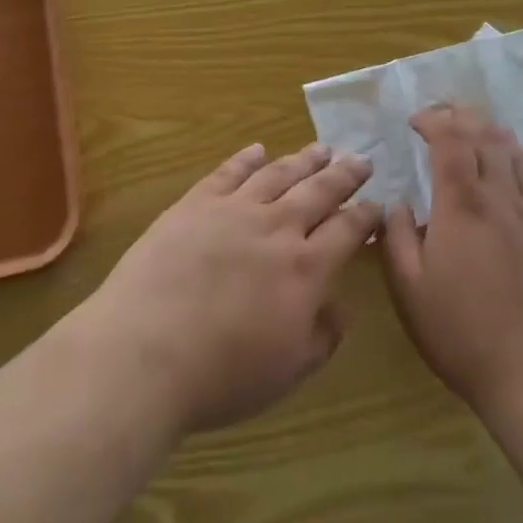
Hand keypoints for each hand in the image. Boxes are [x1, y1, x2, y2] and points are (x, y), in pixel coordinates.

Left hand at [81, 143, 381, 433]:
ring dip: (303, 159)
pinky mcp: (195, 203)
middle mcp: (277, 228)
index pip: (347, 230)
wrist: (146, 350)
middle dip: (344, 175)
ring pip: (278, 174)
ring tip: (321, 148)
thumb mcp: (287, 371)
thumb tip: (340, 308)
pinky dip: (246, 158)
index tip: (377, 204)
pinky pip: (228, 172)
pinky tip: (258, 149)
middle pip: (319, 191)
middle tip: (361, 160)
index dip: (365, 216)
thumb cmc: (221, 374)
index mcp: (306, 269)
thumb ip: (322, 337)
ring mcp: (234, 210)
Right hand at [381, 105, 522, 418]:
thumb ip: (398, 238)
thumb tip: (398, 204)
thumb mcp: (410, 291)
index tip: (415, 122)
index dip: (433, 121)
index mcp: (461, 206)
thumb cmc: (464, 334)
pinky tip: (509, 167)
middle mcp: (500, 198)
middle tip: (441, 116)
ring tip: (475, 130)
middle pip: (485, 136)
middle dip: (460, 116)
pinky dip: (517, 158)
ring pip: (515, 152)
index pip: (450, 141)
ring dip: (491, 132)